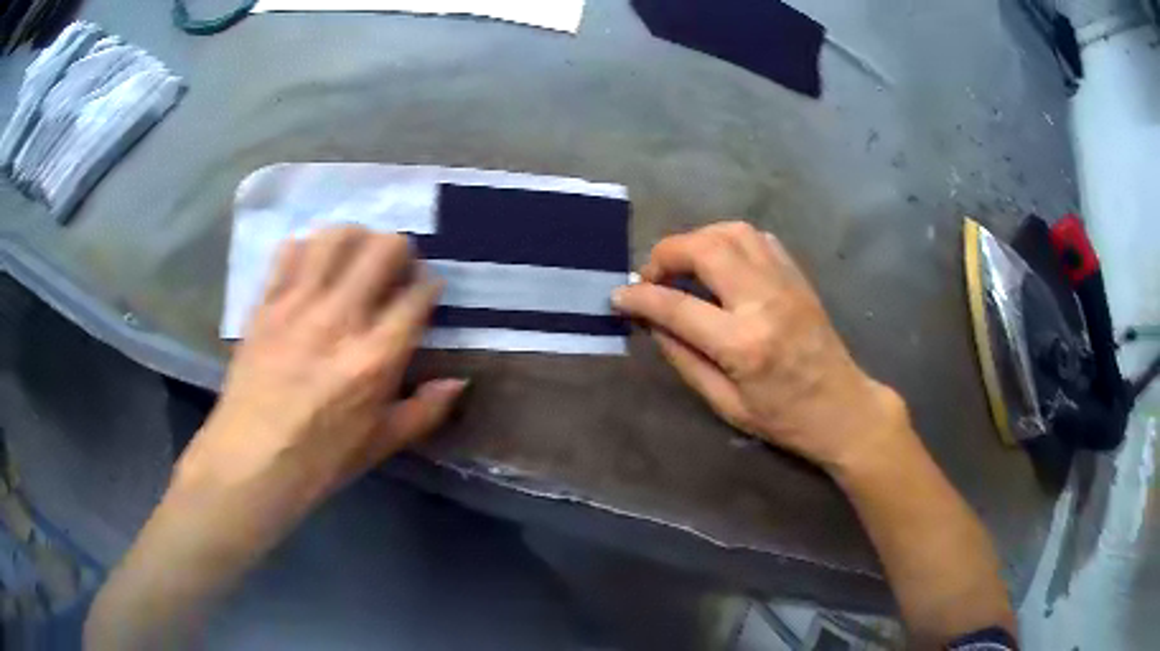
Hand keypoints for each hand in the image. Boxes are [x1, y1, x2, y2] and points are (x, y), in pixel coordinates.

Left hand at [176, 226, 465, 525]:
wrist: (251, 461)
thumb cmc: (321, 460)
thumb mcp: (381, 444)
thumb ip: (425, 410)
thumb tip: (459, 381)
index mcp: (376, 357)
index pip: (417, 295)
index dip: (429, 286)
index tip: (426, 292)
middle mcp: (341, 318)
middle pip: (383, 249)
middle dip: (399, 250)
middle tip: (394, 269)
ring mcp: (298, 305)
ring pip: (335, 237)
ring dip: (355, 238)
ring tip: (355, 257)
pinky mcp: (267, 304)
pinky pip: (289, 252)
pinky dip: (307, 250)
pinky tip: (311, 268)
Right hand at [613, 222, 905, 470]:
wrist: (843, 408)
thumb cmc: (784, 418)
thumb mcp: (726, 404)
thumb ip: (684, 360)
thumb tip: (653, 324)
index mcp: (743, 344)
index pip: (677, 306)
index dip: (640, 297)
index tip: (619, 296)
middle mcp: (763, 301)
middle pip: (705, 249)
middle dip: (666, 253)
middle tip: (651, 275)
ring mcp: (785, 283)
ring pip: (732, 232)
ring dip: (698, 240)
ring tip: (684, 265)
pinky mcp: (798, 277)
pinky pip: (758, 239)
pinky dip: (729, 240)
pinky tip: (721, 262)